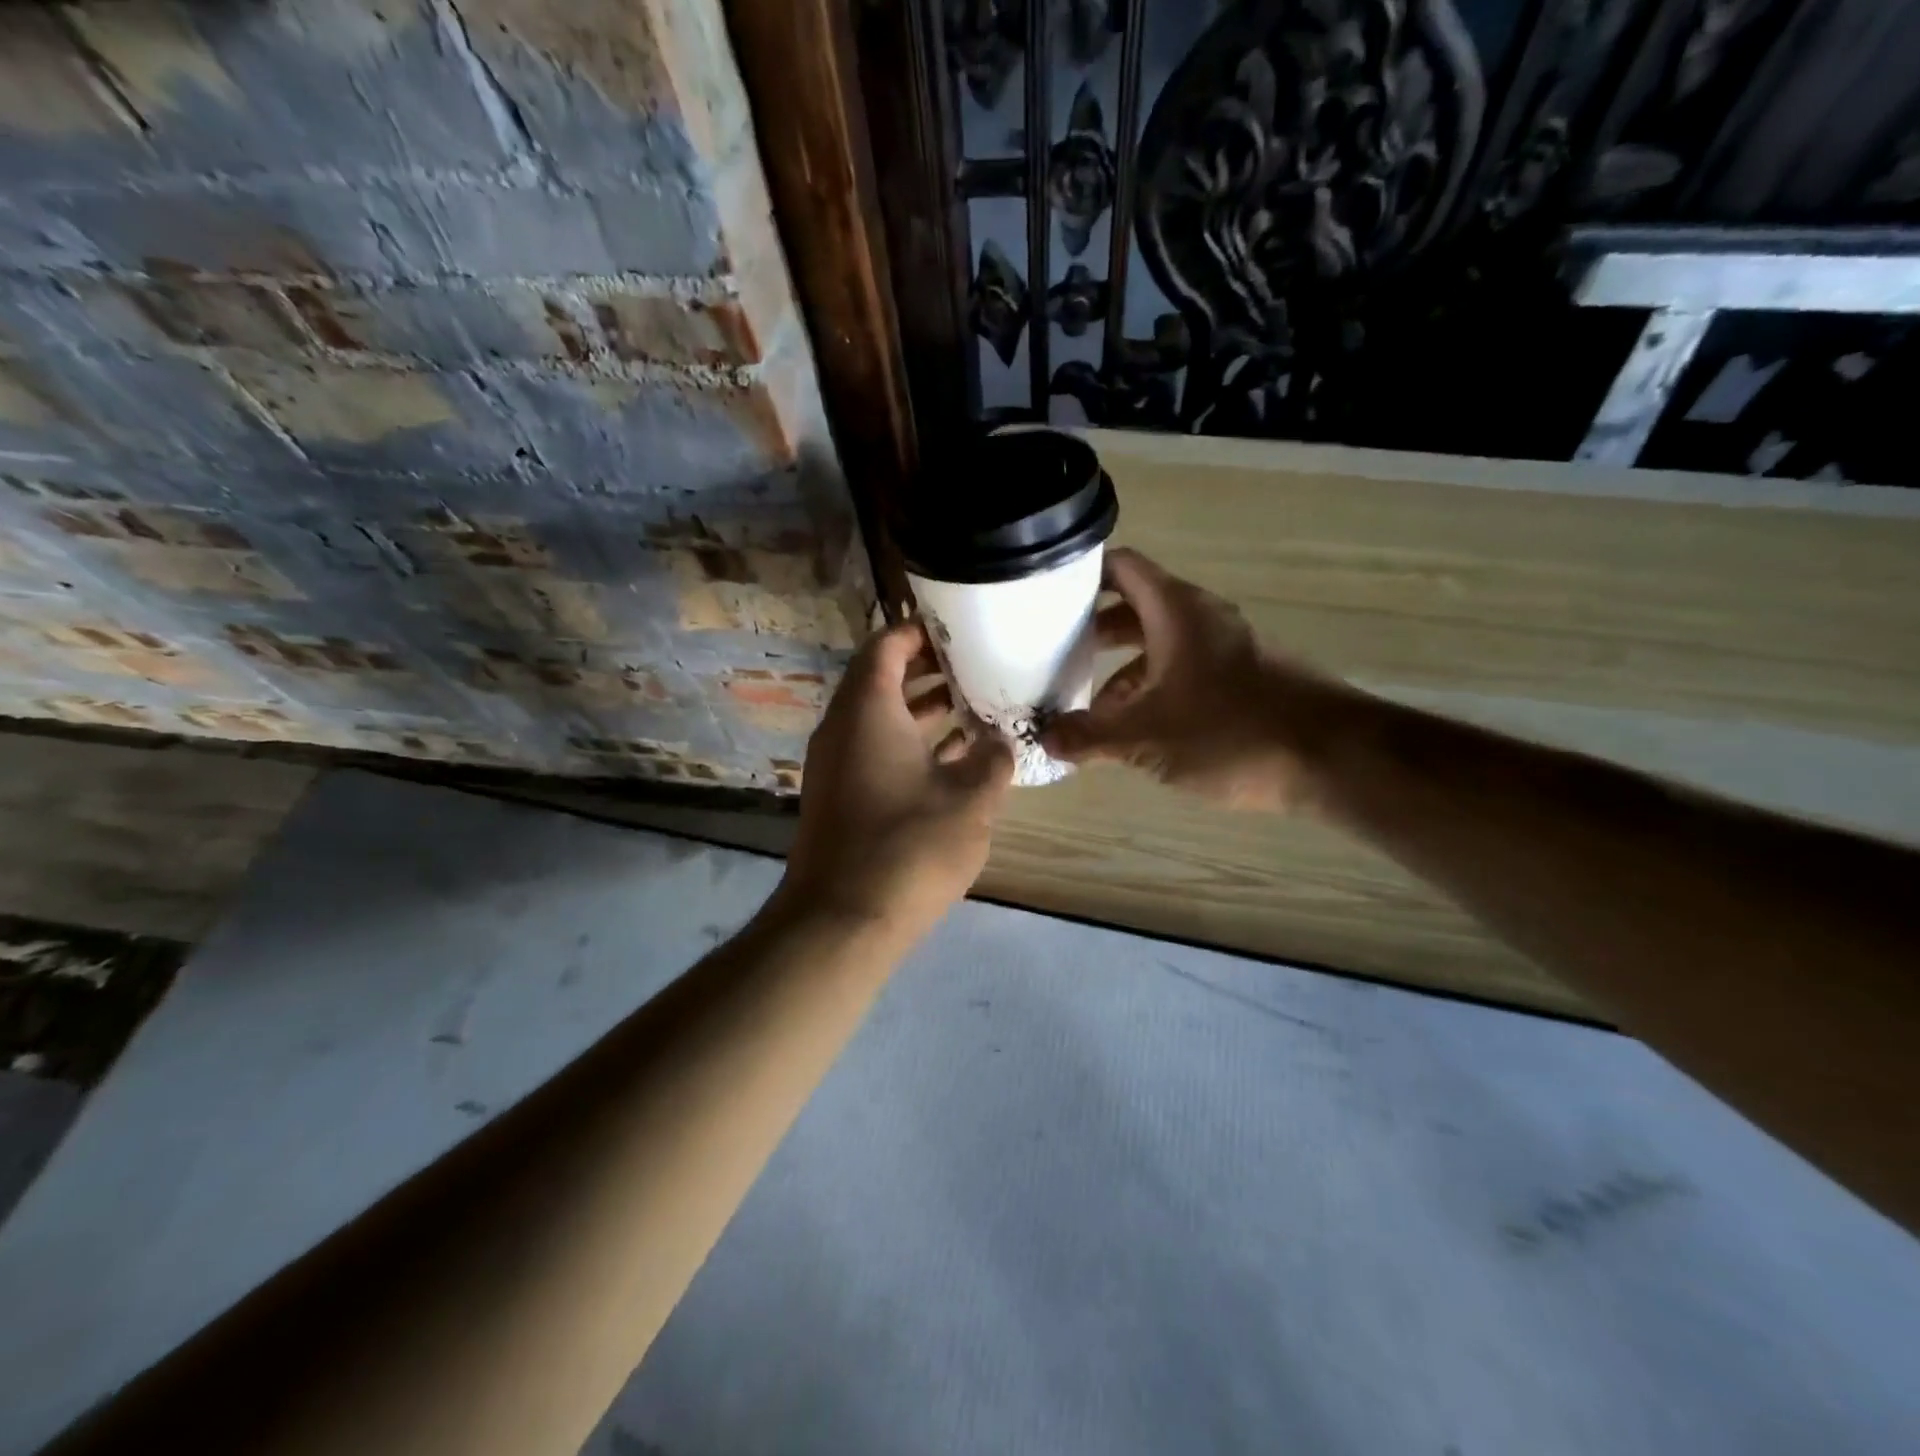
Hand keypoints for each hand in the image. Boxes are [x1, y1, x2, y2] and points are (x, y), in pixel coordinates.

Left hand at [775, 619, 1014, 941]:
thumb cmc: (909, 846)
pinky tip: (953, 759)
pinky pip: (874, 749)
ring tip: (973, 705)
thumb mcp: (971, 800)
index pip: (887, 645)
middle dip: (929, 670)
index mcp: (867, 709)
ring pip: (879, 717)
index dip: (921, 632)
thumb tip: (1000, 742)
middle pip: (881, 678)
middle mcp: (843, 726)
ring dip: (922, 709)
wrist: (842, 920)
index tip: (961, 630)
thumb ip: (993, 760)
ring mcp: (835, 763)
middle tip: (977, 665)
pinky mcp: (838, 796)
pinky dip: (909, 743)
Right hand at [1039, 548, 1365, 811]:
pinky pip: (1184, 671)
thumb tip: (1045, 739)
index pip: (1121, 567)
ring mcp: (1227, 649)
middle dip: (1093, 632)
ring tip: (1088, 708)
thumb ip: (1090, 737)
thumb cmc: (1230, 731)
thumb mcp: (1145, 738)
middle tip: (1053, 655)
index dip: (1081, 574)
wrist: (1333, 759)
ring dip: (1122, 671)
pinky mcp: (1243, 680)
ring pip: (1159, 645)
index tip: (1044, 596)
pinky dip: (1154, 690)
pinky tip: (1137, 731)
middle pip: (1135, 608)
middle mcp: (1201, 619)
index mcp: (1176, 612)